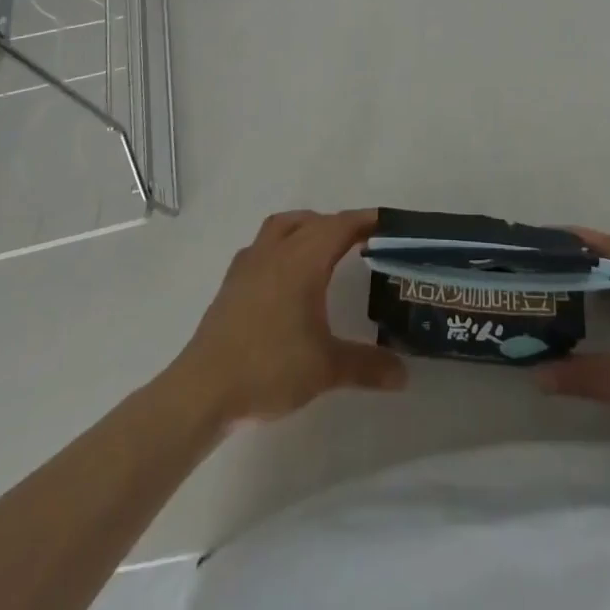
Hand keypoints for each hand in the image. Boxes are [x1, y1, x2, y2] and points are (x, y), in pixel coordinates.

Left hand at [170, 208, 405, 426]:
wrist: (205, 389)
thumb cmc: (270, 369)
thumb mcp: (326, 369)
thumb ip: (367, 366)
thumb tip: (404, 375)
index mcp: (303, 260)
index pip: (341, 226)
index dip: (366, 221)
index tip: (388, 222)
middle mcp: (277, 251)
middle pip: (314, 221)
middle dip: (340, 225)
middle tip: (364, 240)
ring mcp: (250, 263)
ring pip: (283, 226)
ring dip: (307, 226)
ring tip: (324, 246)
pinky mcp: (232, 281)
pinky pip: (262, 245)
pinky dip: (281, 245)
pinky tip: (285, 273)